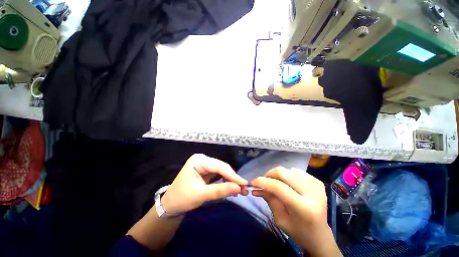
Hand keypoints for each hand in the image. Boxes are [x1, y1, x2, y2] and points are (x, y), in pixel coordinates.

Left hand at [161, 154, 247, 214]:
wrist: (170, 205)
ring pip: (221, 170)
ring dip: (230, 179)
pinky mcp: (206, 170)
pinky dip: (225, 180)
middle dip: (232, 177)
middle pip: (221, 167)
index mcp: (198, 160)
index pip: (219, 166)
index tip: (244, 184)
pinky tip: (231, 186)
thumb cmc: (182, 198)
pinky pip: (218, 174)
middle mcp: (202, 159)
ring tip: (239, 188)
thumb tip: (239, 188)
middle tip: (244, 188)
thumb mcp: (201, 195)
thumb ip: (220, 190)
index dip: (232, 175)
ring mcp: (204, 164)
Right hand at [252, 167, 340, 256]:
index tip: (253, 182)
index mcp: (304, 208)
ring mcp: (317, 186)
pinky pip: (297, 171)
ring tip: (275, 182)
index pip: (279, 187)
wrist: (320, 234)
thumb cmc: (298, 231)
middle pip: (284, 173)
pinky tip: (288, 183)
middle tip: (264, 180)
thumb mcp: (280, 219)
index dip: (263, 182)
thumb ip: (269, 199)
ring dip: (279, 174)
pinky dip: (288, 175)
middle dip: (270, 174)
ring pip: (290, 170)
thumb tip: (257, 187)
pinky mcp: (318, 182)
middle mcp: (313, 194)